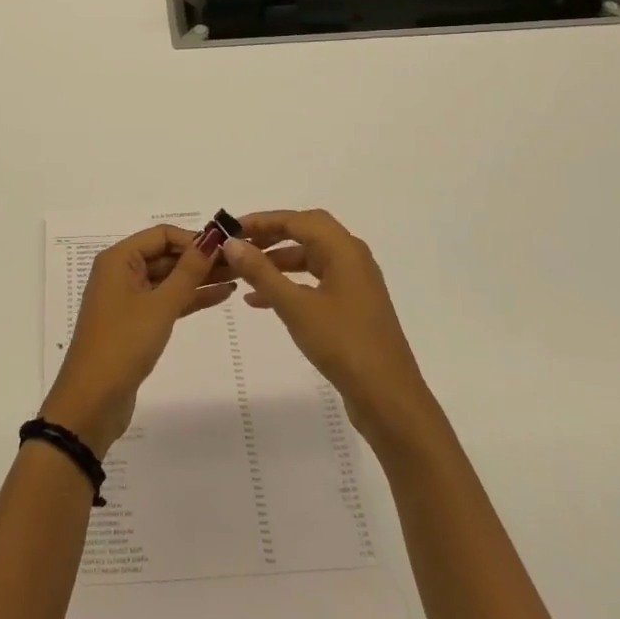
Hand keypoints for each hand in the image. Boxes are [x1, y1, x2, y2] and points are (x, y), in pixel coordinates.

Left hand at [41, 224, 235, 455]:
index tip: (227, 247)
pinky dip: (190, 298)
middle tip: (241, 263)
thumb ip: (188, 271)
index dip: (193, 238)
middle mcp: (121, 273)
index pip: (162, 235)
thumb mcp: (160, 305)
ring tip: (239, 277)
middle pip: (165, 255)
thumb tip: (212, 238)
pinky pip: (166, 301)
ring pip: (168, 279)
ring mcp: (128, 299)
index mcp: (119, 259)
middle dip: (200, 258)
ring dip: (199, 278)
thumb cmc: (123, 344)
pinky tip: (221, 296)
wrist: (92, 401)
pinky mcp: (136, 324)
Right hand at [221, 210, 433, 449]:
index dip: (262, 220)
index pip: (297, 219)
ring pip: (310, 258)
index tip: (230, 229)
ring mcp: (355, 283)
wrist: (389, 399)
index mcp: (344, 249)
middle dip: (270, 236)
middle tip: (239, 245)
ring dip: (278, 262)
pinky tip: (261, 301)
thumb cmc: (343, 344)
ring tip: (244, 273)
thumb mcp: (295, 306)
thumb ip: (261, 272)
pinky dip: (290, 284)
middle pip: (306, 233)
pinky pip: (315, 282)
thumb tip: (231, 243)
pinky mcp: (353, 307)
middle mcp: (352, 258)